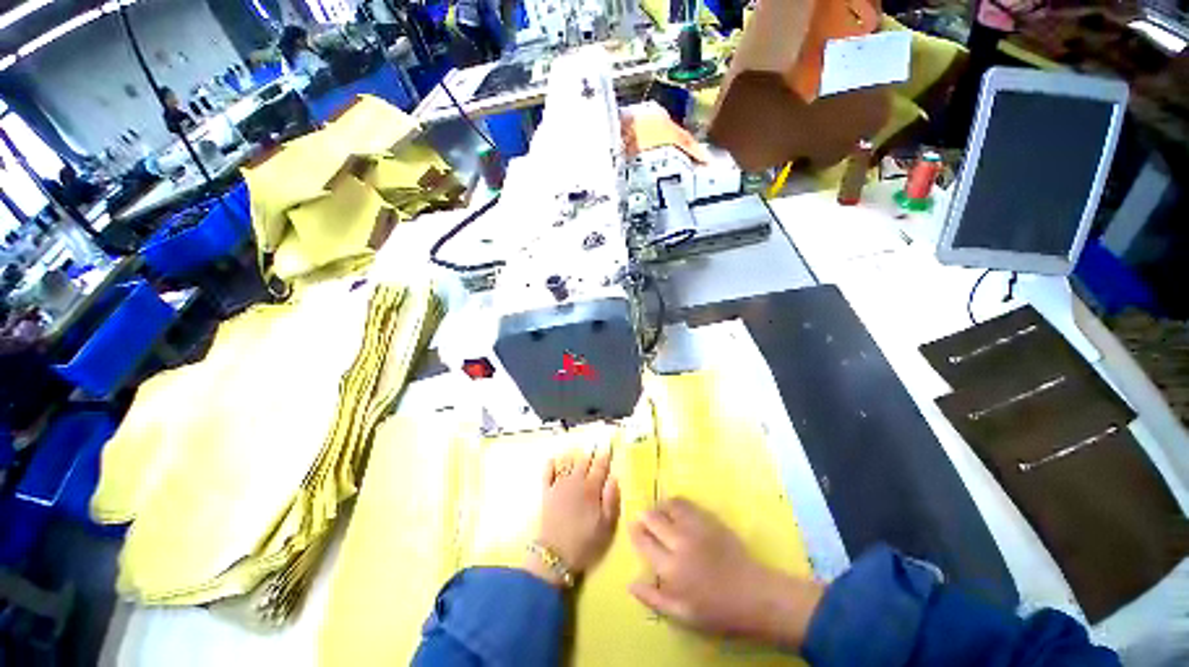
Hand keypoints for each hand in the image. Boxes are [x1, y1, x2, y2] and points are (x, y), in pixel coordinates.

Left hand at [526, 446, 619, 585]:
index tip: (607, 447)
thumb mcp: (606, 525)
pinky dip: (551, 464)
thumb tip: (614, 478)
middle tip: (594, 445)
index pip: (600, 466)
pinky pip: (547, 473)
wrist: (555, 555)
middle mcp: (575, 481)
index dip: (604, 456)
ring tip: (578, 450)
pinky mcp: (546, 493)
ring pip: (567, 463)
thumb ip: (611, 499)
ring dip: (574, 456)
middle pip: (584, 462)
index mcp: (591, 488)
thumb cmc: (585, 542)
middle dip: (590, 453)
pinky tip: (554, 459)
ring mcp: (559, 485)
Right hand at [628, 498, 823, 648]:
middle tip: (643, 519)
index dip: (635, 532)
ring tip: (659, 513)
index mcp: (671, 568)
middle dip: (644, 517)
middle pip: (653, 519)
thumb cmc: (717, 611)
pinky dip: (675, 503)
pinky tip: (675, 510)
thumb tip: (630, 584)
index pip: (644, 541)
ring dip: (659, 507)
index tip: (632, 529)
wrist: (754, 595)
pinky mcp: (709, 519)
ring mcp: (695, 527)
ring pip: (668, 506)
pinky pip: (686, 503)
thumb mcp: (682, 615)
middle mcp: (679, 542)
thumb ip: (654, 599)